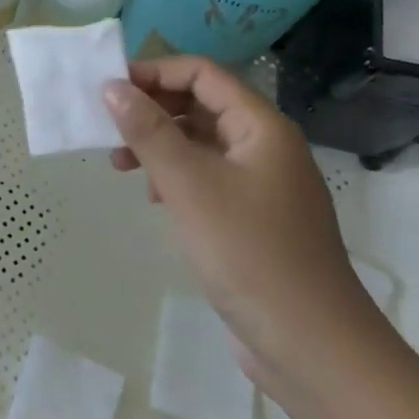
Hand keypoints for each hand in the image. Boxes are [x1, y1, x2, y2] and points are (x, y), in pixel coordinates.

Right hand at [104, 56, 392, 408]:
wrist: (312, 347)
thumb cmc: (249, 252)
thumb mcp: (188, 184)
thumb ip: (148, 130)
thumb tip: (112, 85)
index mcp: (261, 127)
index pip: (202, 73)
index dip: (154, 72)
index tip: (108, 88)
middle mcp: (265, 146)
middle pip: (200, 104)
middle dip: (151, 109)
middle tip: (107, 129)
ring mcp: (262, 184)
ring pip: (200, 142)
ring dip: (158, 144)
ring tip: (120, 165)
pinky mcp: (253, 218)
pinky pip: (207, 176)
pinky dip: (174, 176)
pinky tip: (153, 198)